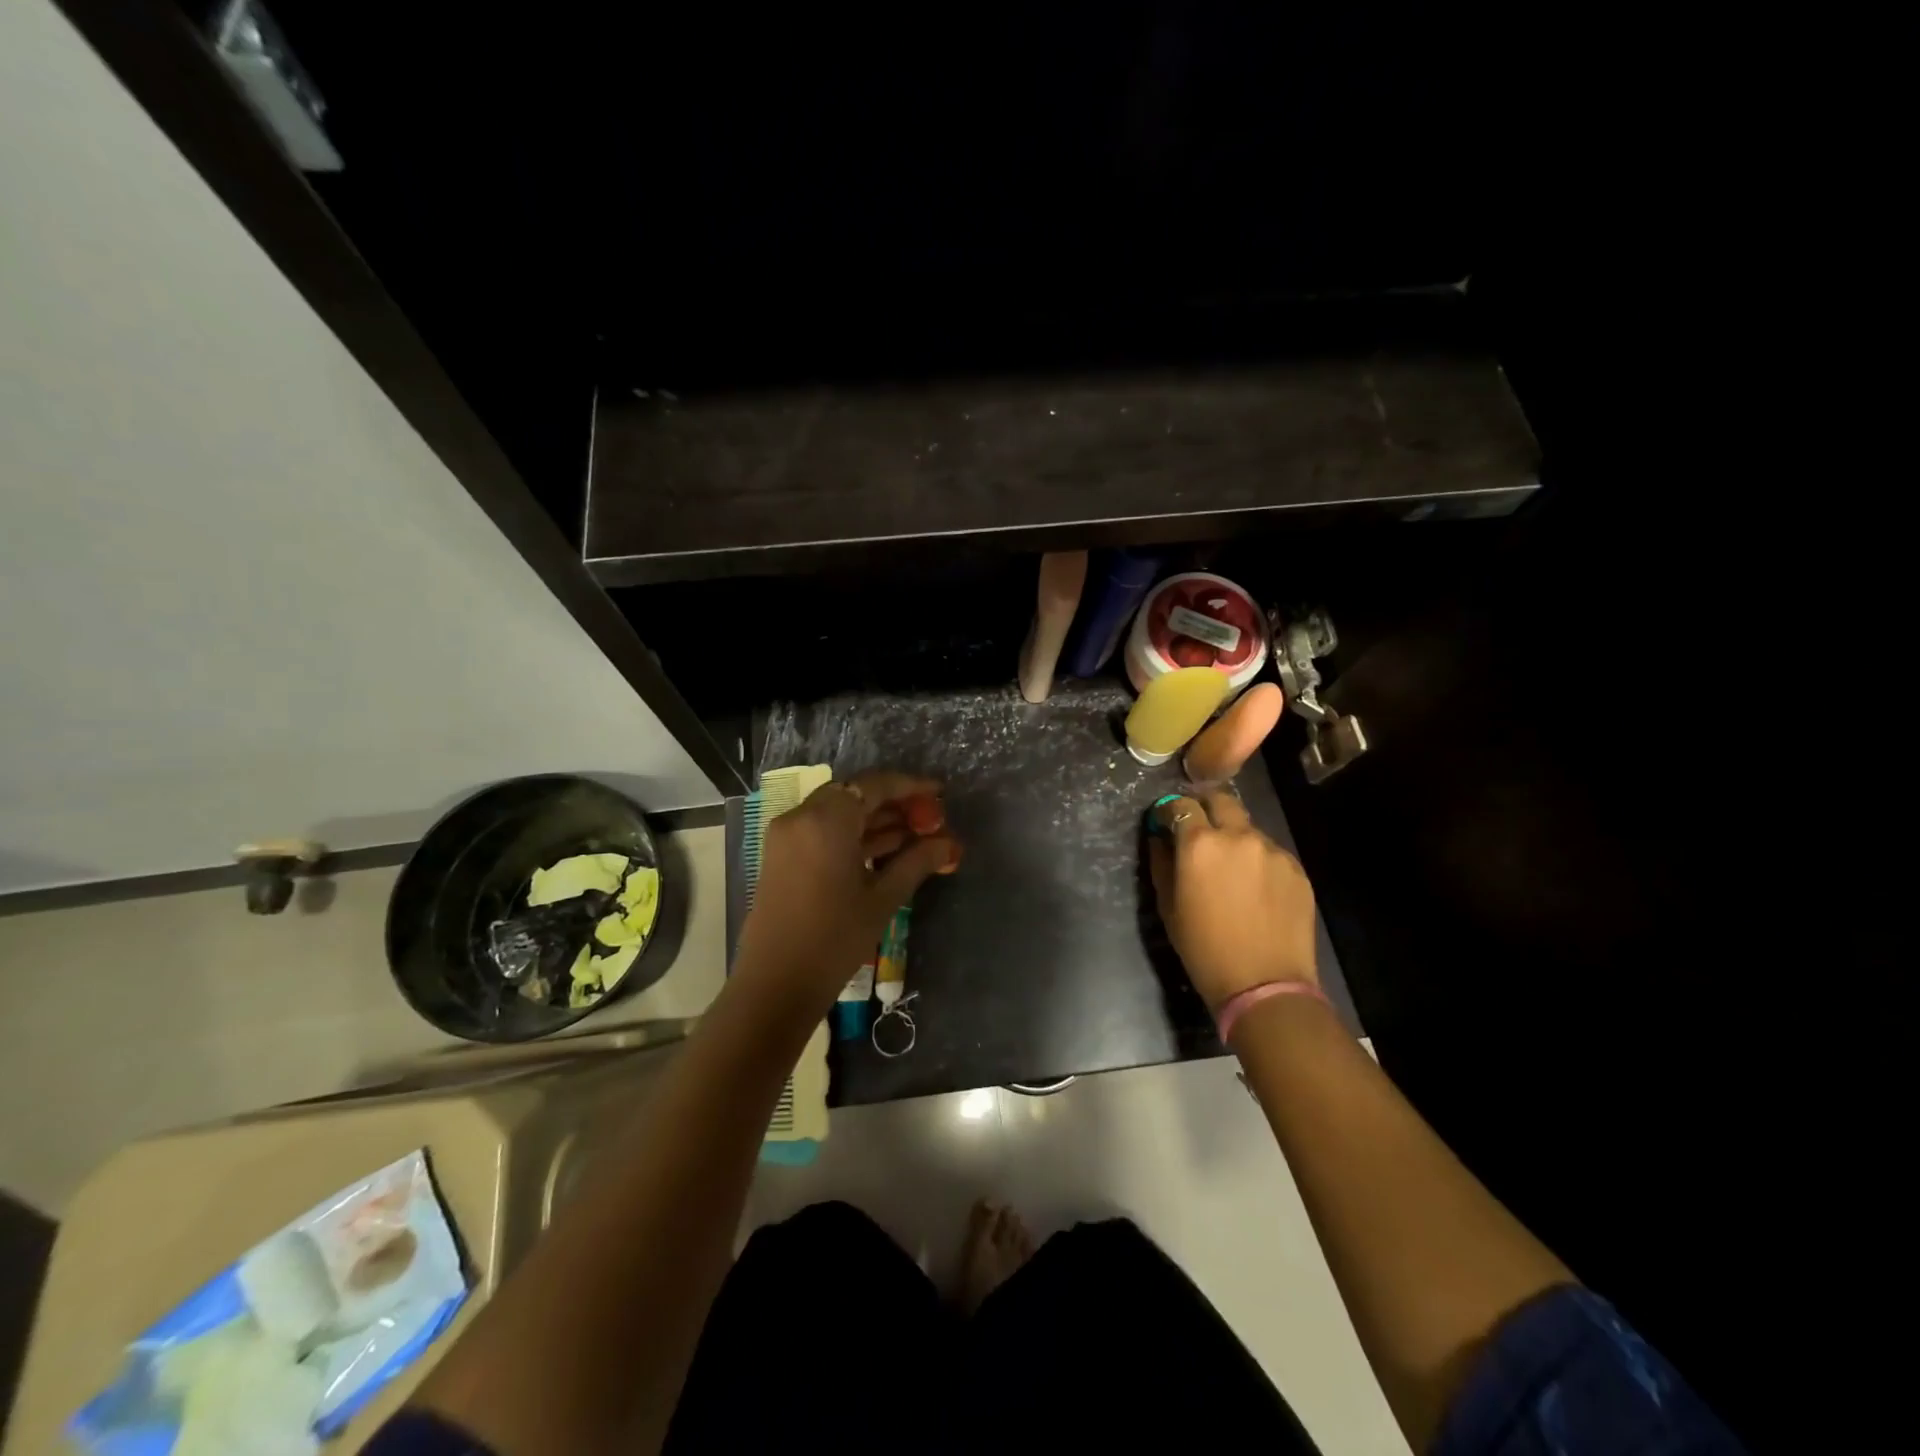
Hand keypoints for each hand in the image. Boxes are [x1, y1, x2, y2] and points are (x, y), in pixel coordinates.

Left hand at [733, 771, 961, 1008]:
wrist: (775, 984)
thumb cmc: (834, 939)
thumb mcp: (882, 899)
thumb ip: (916, 862)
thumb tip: (948, 843)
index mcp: (825, 820)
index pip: (874, 785)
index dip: (910, 786)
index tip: (939, 793)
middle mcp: (801, 817)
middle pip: (854, 795)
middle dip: (893, 804)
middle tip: (929, 818)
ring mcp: (787, 836)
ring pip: (838, 813)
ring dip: (875, 821)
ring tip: (917, 836)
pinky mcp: (782, 856)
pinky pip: (823, 831)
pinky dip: (852, 836)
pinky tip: (886, 851)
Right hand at [1148, 789, 1316, 1009]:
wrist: (1264, 984)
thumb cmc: (1204, 948)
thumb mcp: (1168, 906)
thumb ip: (1162, 862)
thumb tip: (1160, 838)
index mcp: (1200, 844)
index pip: (1181, 805)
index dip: (1169, 811)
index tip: (1165, 822)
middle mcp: (1238, 836)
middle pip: (1220, 800)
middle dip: (1205, 808)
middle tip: (1198, 830)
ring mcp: (1272, 850)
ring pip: (1248, 828)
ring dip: (1234, 837)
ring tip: (1231, 869)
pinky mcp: (1296, 868)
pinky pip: (1270, 852)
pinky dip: (1257, 860)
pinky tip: (1256, 890)